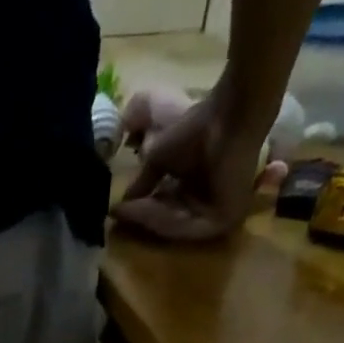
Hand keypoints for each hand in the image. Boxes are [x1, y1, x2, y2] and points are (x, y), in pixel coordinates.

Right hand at [113, 76, 272, 242]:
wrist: (229, 114)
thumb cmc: (197, 128)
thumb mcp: (158, 160)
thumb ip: (143, 184)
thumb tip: (119, 205)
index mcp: (197, 191)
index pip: (165, 211)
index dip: (140, 212)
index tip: (114, 211)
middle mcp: (208, 205)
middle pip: (168, 222)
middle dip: (141, 219)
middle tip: (117, 216)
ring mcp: (219, 215)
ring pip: (176, 226)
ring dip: (148, 220)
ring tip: (127, 211)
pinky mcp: (225, 218)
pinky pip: (188, 227)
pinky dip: (165, 220)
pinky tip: (144, 211)